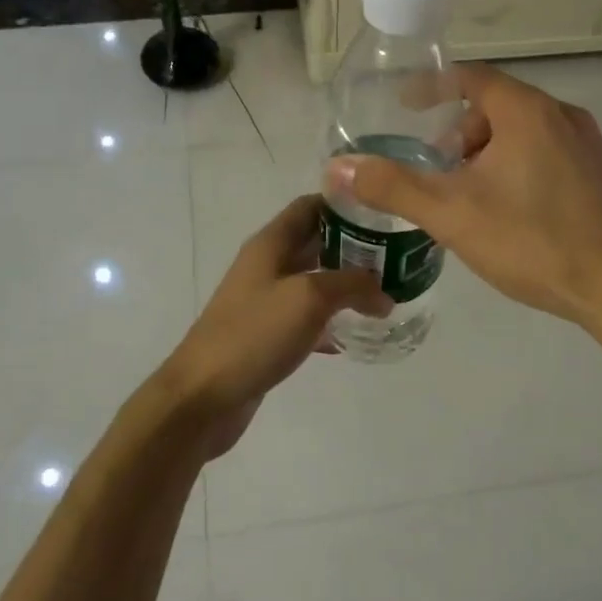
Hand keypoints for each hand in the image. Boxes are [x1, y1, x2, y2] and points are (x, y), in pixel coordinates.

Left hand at [156, 194, 390, 459]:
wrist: (204, 396)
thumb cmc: (253, 334)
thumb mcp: (309, 298)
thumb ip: (352, 286)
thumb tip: (384, 293)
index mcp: (270, 244)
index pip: (310, 207)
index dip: (345, 204)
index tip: (384, 213)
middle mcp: (267, 266)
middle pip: (316, 243)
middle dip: (355, 247)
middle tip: (397, 256)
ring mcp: (266, 302)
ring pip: (314, 282)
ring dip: (347, 285)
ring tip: (387, 292)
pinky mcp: (268, 335)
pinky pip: (308, 319)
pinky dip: (332, 321)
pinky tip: (358, 333)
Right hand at [325, 67, 601, 333]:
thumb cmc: (533, 243)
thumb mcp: (452, 214)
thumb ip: (393, 187)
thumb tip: (337, 167)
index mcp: (527, 112)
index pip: (472, 77)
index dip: (433, 86)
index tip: (406, 104)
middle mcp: (564, 116)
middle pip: (498, 108)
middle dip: (460, 134)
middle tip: (438, 171)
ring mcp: (591, 147)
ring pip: (526, 134)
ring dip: (489, 155)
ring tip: (470, 199)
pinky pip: (551, 156)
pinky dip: (520, 169)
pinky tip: (513, 216)